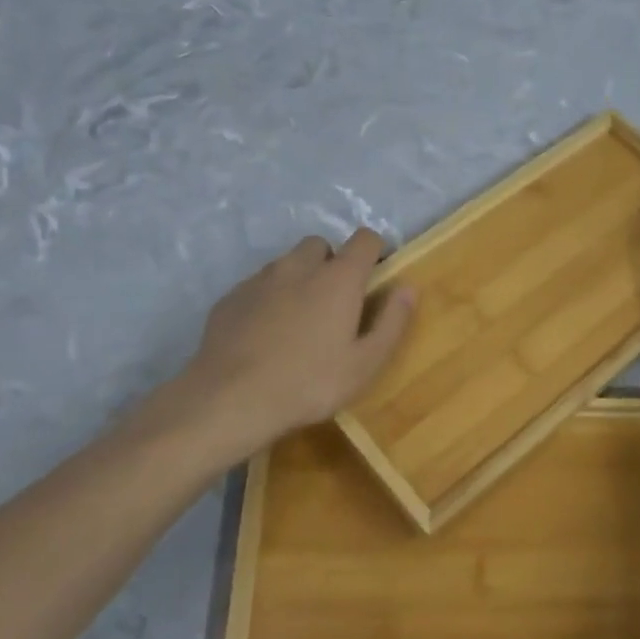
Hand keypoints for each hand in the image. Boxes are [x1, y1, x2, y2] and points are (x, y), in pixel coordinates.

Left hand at [174, 230, 415, 449]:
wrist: (231, 399)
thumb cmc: (310, 383)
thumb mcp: (365, 363)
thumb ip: (392, 322)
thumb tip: (408, 288)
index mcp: (338, 278)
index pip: (364, 239)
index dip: (374, 251)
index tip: (375, 276)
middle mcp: (299, 266)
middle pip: (321, 245)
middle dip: (332, 263)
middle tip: (335, 302)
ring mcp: (260, 279)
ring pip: (287, 263)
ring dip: (299, 278)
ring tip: (299, 320)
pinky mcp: (231, 297)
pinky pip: (259, 285)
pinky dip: (269, 298)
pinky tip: (266, 333)